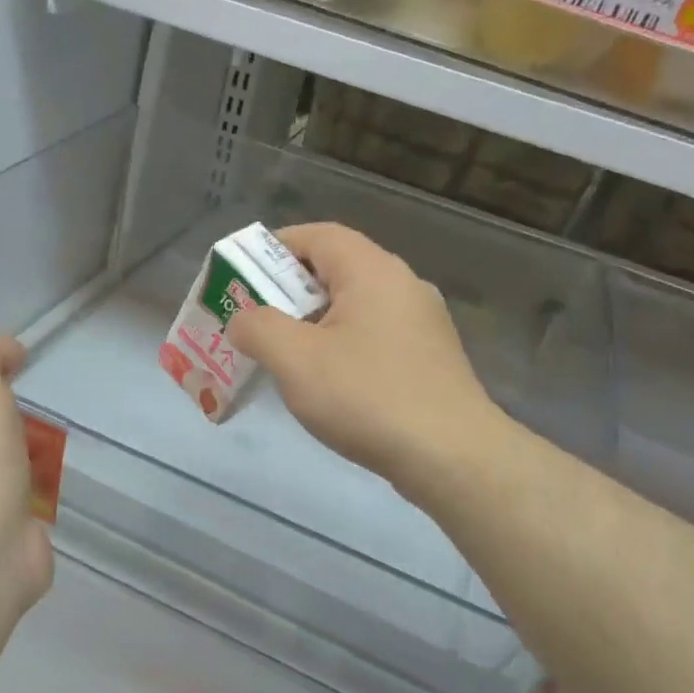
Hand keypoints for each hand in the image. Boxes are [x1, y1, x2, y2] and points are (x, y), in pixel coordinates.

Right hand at [227, 223, 503, 498]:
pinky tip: (327, 383)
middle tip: (254, 320)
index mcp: (372, 271)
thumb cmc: (368, 397)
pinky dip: (341, 345)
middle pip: (335, 270)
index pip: (318, 235)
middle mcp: (402, 285)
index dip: (274, 248)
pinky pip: (373, 336)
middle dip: (288, 291)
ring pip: (354, 306)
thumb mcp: (296, 360)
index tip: (241, 277)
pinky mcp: (429, 358)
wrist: (451, 457)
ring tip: (283, 355)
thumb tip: (242, 319)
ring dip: (313, 322)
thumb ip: (258, 328)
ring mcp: (422, 323)